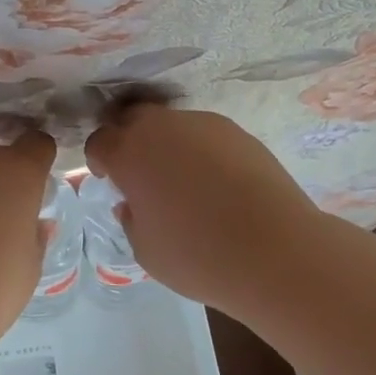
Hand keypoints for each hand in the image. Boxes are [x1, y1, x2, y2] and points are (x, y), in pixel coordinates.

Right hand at [85, 105, 323, 315]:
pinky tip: (215, 183)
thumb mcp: (146, 250)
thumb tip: (132, 203)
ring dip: (167, 145)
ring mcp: (203, 124)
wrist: (276, 249)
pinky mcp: (237, 131)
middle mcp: (162, 128)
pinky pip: (204, 135)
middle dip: (129, 140)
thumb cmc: (198, 255)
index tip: (108, 179)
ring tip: (183, 181)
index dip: (99, 160)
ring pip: (172, 125)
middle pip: (133, 119)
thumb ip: (130, 219)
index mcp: (130, 153)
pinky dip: (200, 152)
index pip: (99, 142)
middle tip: (139, 173)